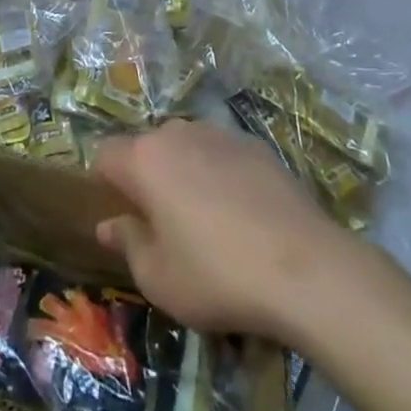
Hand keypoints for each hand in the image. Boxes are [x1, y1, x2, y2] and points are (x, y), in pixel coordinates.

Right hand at [91, 119, 358, 342]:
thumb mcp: (158, 277)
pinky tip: (242, 215)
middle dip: (146, 178)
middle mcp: (178, 133)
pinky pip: (222, 154)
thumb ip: (128, 243)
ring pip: (186, 147)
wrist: (306, 268)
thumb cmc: (217, 275)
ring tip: (205, 220)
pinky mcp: (257, 146)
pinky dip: (221, 175)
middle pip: (147, 147)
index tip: (119, 217)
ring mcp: (220, 134)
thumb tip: (109, 225)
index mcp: (145, 159)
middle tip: (161, 224)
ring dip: (184, 173)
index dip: (104, 184)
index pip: (105, 155)